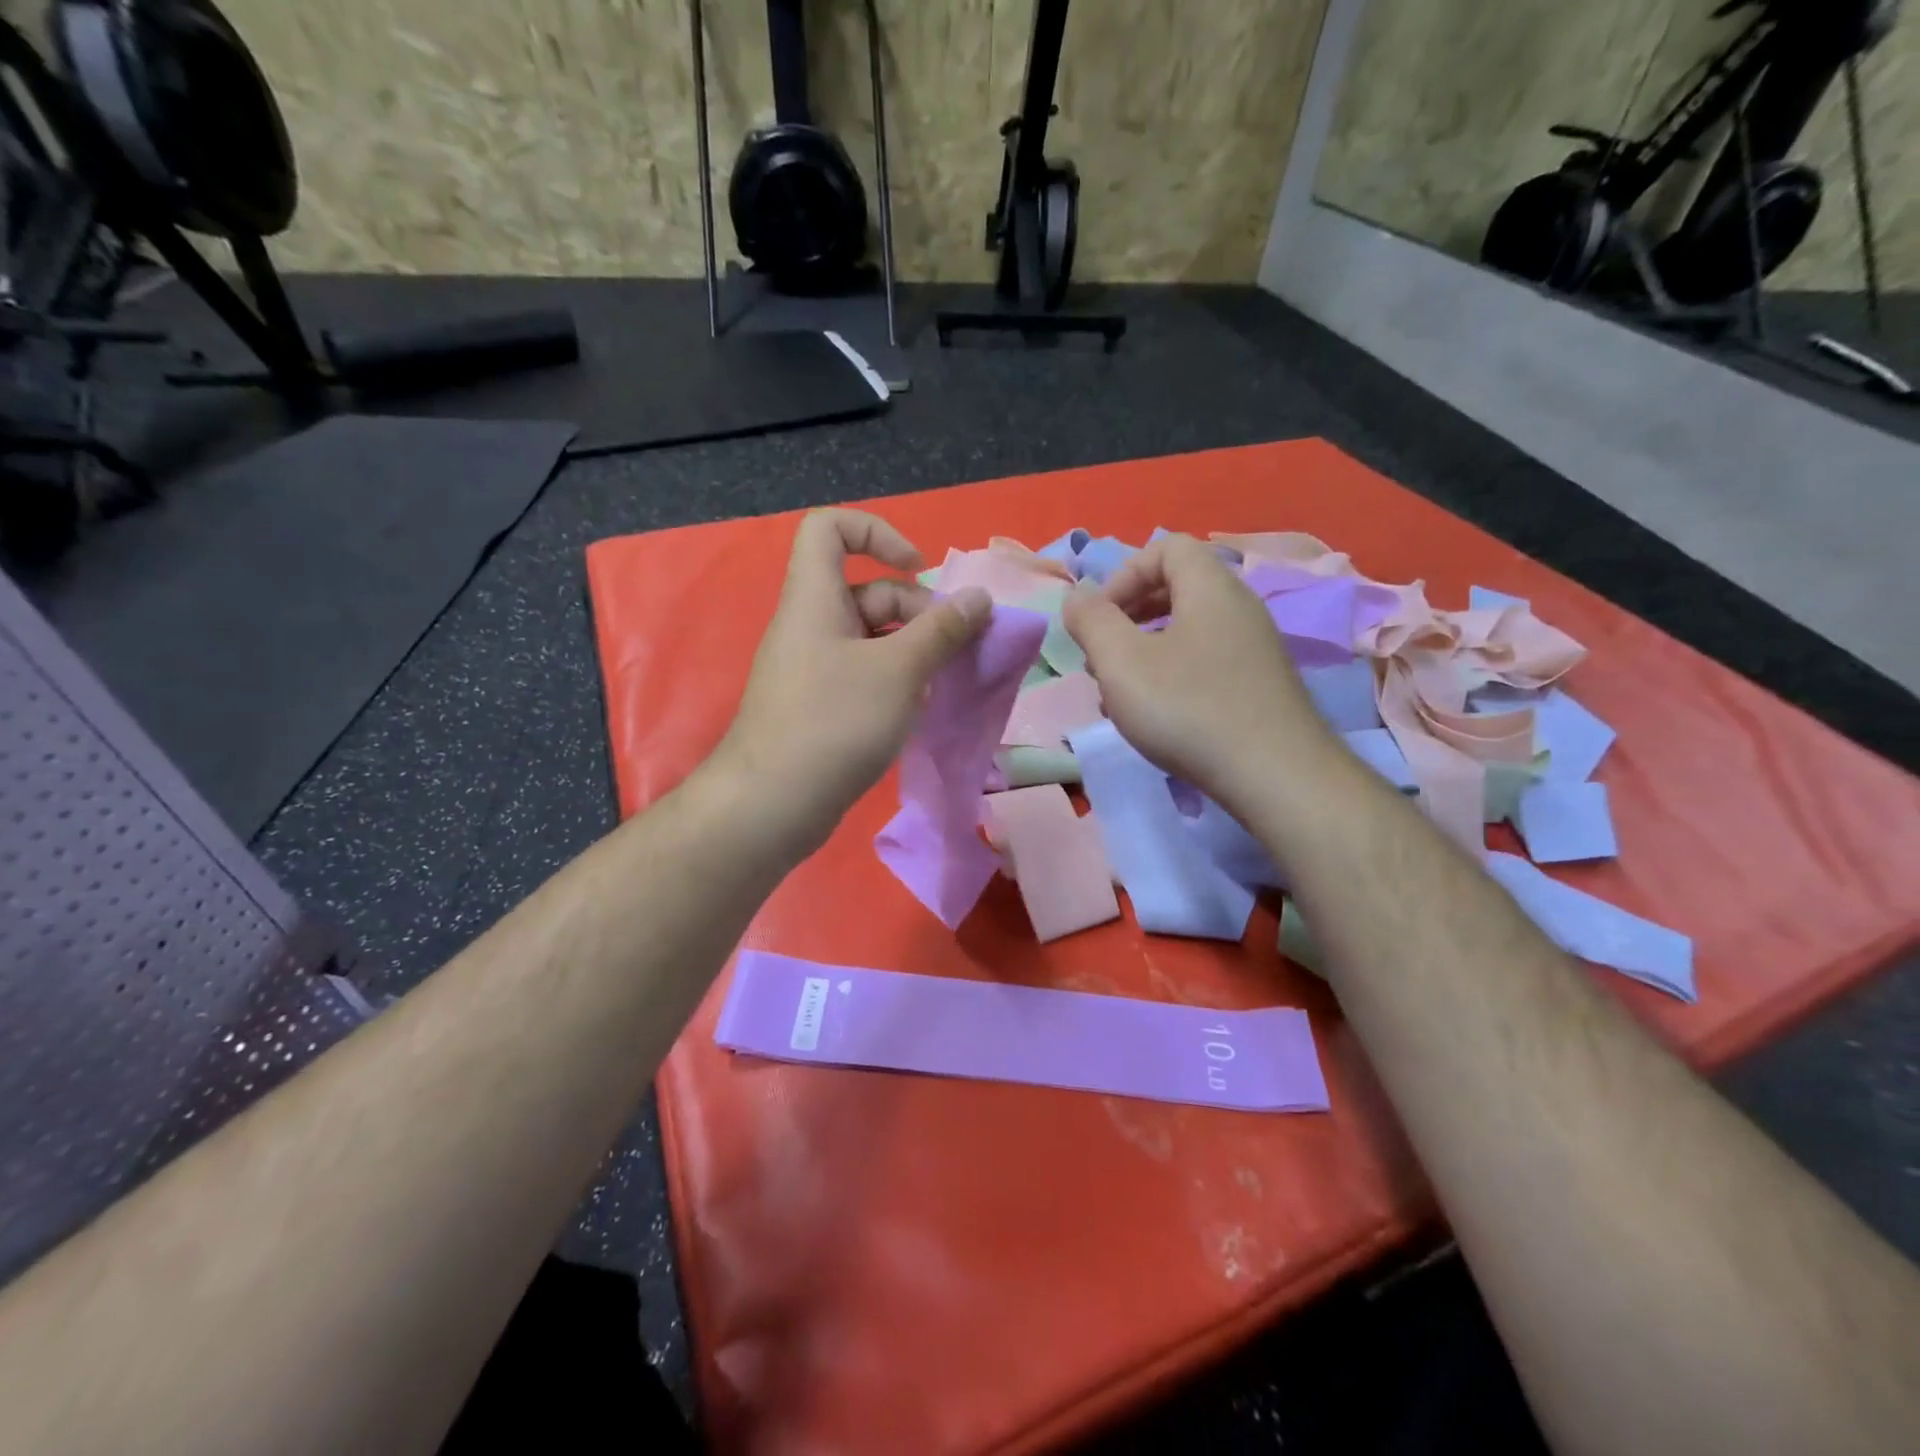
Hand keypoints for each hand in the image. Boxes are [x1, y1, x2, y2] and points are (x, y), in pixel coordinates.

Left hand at [713, 509, 990, 853]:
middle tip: (955, 646)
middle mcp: (810, 624)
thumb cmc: (835, 721)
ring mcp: (813, 667)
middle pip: (867, 590)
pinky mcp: (818, 705)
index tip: (918, 569)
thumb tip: (979, 598)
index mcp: (815, 597)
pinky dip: (894, 681)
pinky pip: (862, 674)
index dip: (877, 533)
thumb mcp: (899, 670)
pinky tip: (917, 709)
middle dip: (917, 609)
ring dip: (912, 649)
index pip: (830, 528)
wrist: (772, 804)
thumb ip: (942, 630)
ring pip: (871, 637)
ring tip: (943, 680)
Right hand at [1063, 533, 1339, 810]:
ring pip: (1188, 631)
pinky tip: (1155, 717)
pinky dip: (1172, 676)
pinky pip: (1205, 662)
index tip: (1099, 618)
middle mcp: (1239, 608)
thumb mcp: (1121, 662)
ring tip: (1119, 692)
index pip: (1166, 548)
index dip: (1123, 574)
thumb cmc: (1188, 709)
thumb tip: (1077, 596)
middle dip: (1129, 616)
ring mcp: (1255, 648)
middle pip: (1177, 588)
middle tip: (1101, 655)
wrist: (1275, 776)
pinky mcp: (1260, 686)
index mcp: (1210, 587)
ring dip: (1145, 651)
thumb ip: (1092, 621)